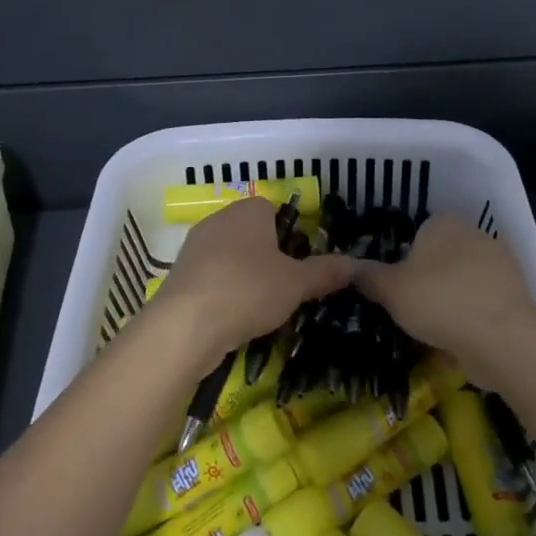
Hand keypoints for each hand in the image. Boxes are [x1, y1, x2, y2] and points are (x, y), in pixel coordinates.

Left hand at [148, 199, 354, 362]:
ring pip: (232, 258)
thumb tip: (355, 265)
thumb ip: (326, 272)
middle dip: (270, 258)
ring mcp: (195, 248)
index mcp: (248, 211)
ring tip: (264, 309)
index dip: (291, 234)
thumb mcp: (297, 283)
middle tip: (288, 287)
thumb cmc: (248, 290)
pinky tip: (235, 318)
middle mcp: (218, 220)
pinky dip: (226, 294)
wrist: (185, 326)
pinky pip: (212, 278)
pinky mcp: (180, 276)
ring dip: (247, 278)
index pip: (274, 209)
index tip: (301, 262)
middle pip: (253, 234)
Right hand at [353, 215, 535, 380]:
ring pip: (464, 280)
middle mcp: (475, 234)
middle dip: (428, 278)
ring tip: (430, 329)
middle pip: (442, 256)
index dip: (404, 257)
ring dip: (450, 300)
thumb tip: (347, 267)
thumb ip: (368, 276)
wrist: (501, 338)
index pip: (419, 231)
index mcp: (445, 222)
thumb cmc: (438, 300)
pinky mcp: (516, 296)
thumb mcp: (390, 289)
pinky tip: (456, 339)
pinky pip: (482, 303)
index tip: (394, 284)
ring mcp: (501, 265)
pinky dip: (470, 318)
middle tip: (408, 307)